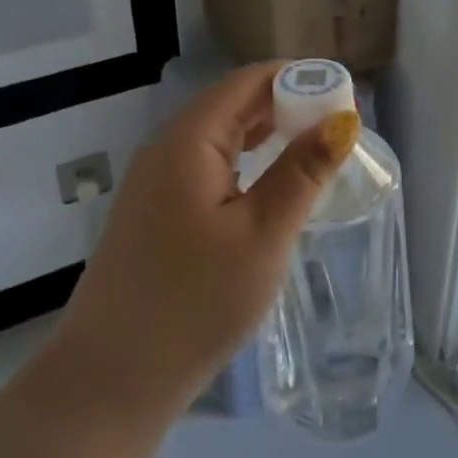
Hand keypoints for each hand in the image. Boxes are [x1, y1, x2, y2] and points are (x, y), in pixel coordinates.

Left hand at [52, 63, 358, 431]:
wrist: (113, 378)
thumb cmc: (196, 302)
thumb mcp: (263, 234)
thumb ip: (302, 172)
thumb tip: (342, 119)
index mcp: (188, 142)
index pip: (247, 82)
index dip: (298, 78)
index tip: (344, 96)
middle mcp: (165, 150)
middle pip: (231, 104)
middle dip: (286, 104)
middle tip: (339, 127)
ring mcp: (154, 184)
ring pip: (219, 137)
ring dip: (267, 134)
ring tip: (315, 149)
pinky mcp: (154, 214)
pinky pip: (207, 168)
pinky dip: (246, 163)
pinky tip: (271, 185)